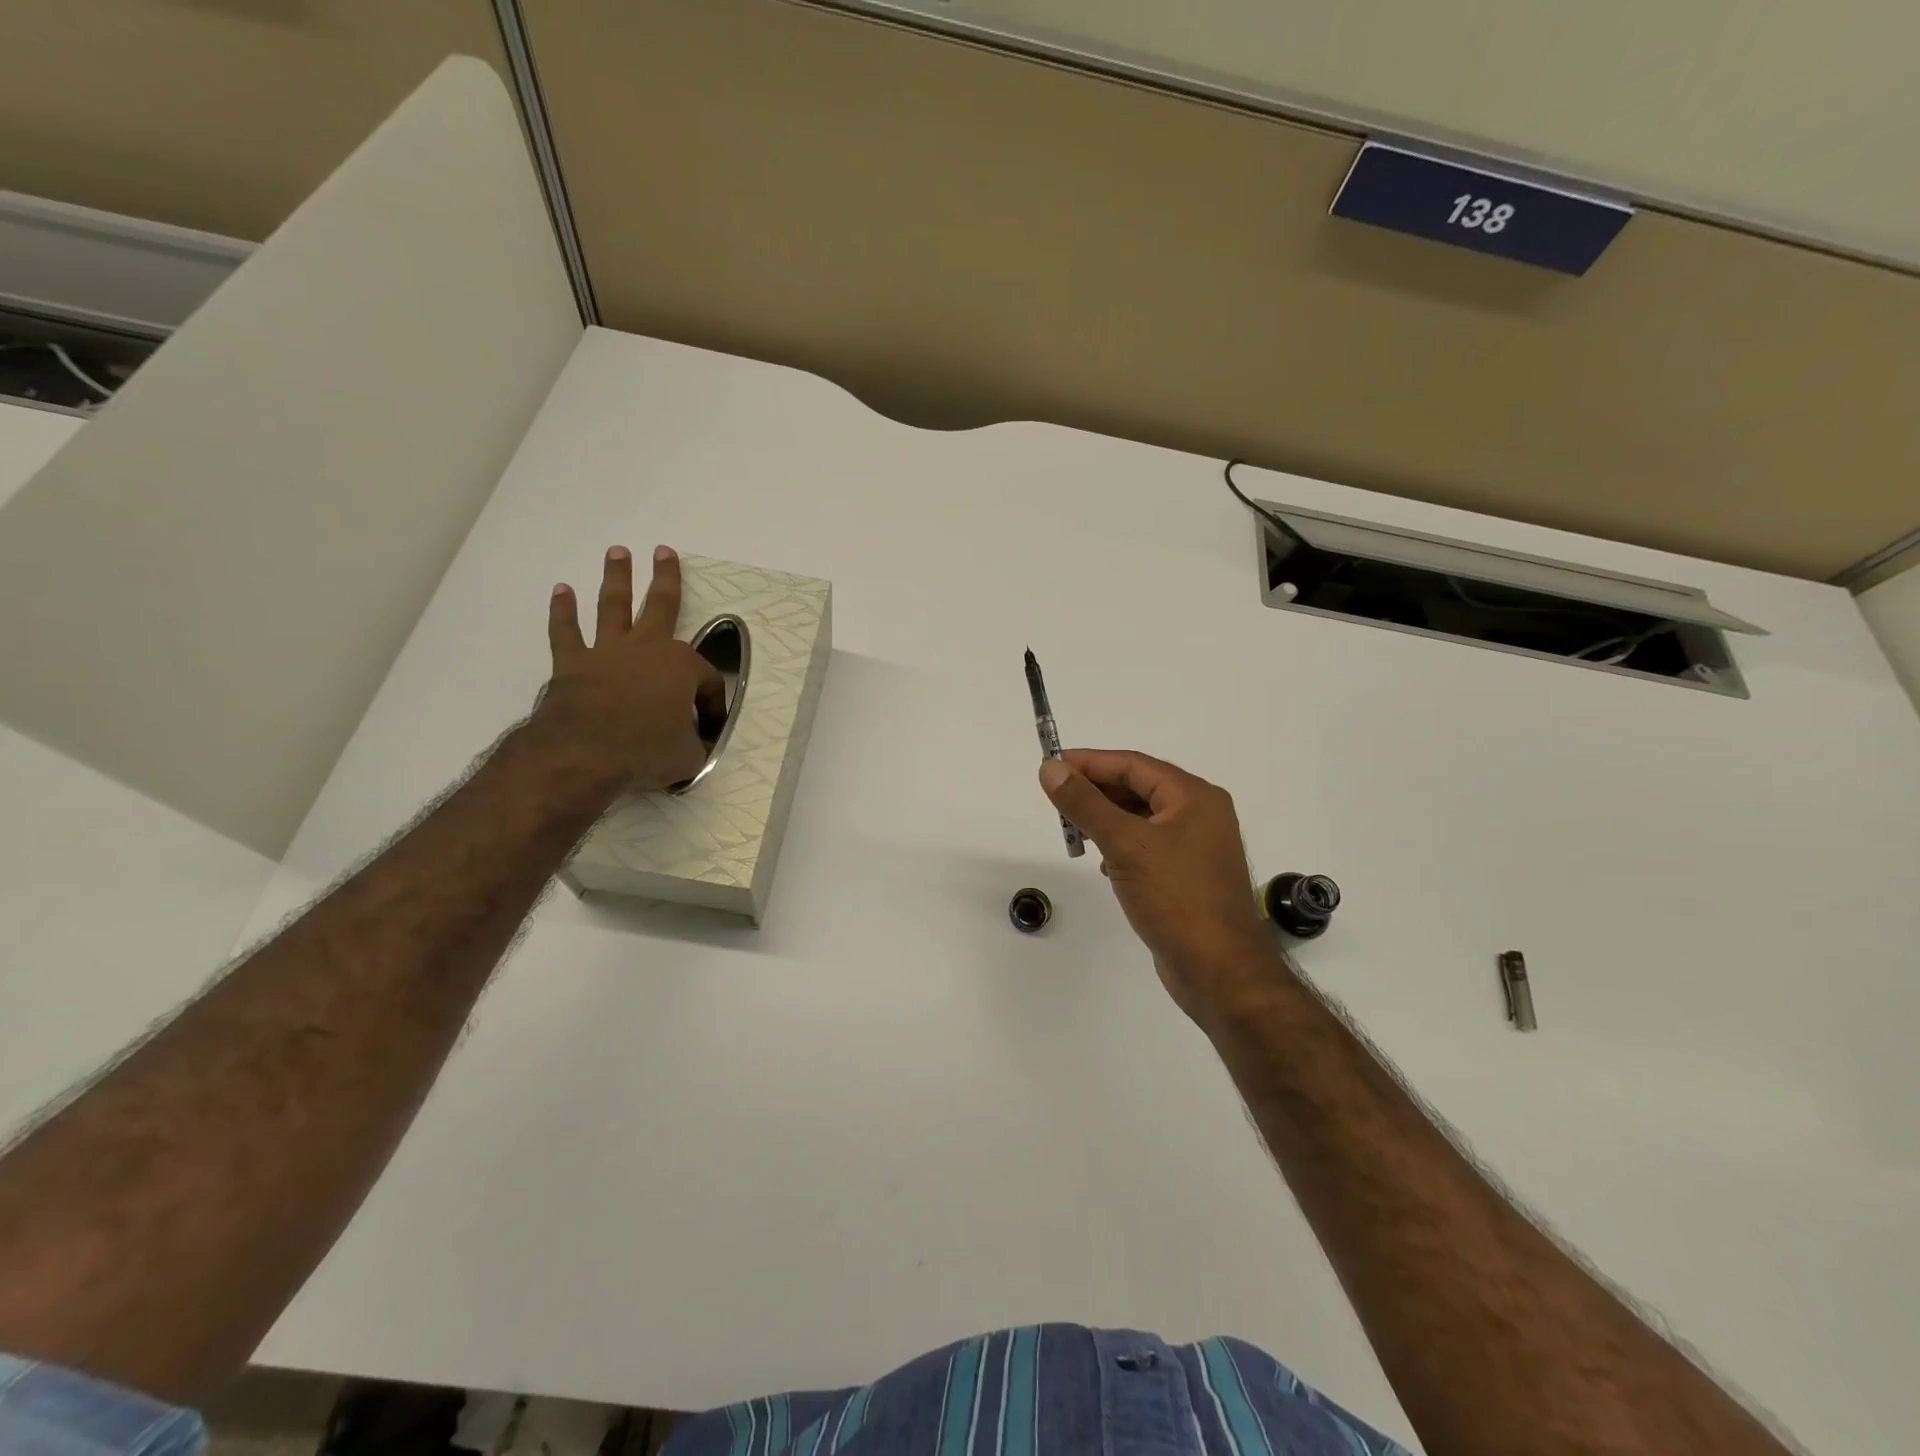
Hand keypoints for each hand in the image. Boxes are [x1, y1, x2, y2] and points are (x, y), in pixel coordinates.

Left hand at [538, 545, 725, 791]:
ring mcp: (609, 651)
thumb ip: (695, 745)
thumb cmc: (647, 750)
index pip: (707, 681)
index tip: (709, 729)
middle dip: (665, 577)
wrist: (587, 751)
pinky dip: (563, 611)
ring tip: (618, 553)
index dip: (712, 705)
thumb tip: (697, 747)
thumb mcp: (688, 756)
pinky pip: (567, 631)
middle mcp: (648, 648)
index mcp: (683, 667)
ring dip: (617, 578)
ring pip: (615, 606)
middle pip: (661, 604)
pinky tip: (562, 591)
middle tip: (663, 552)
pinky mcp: (574, 662)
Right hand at [1039, 749, 1281, 1019]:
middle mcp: (1200, 815)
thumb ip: (1085, 804)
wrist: (1219, 971)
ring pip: (1141, 819)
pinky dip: (1120, 845)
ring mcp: (1196, 848)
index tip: (1051, 766)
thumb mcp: (1124, 844)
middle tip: (1056, 797)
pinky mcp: (1187, 877)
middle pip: (1139, 789)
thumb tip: (1050, 768)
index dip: (1090, 762)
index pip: (1134, 765)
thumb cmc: (1175, 897)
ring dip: (1106, 819)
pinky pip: (1147, 847)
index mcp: (1194, 797)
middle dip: (1096, 791)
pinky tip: (1101, 861)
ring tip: (1072, 828)